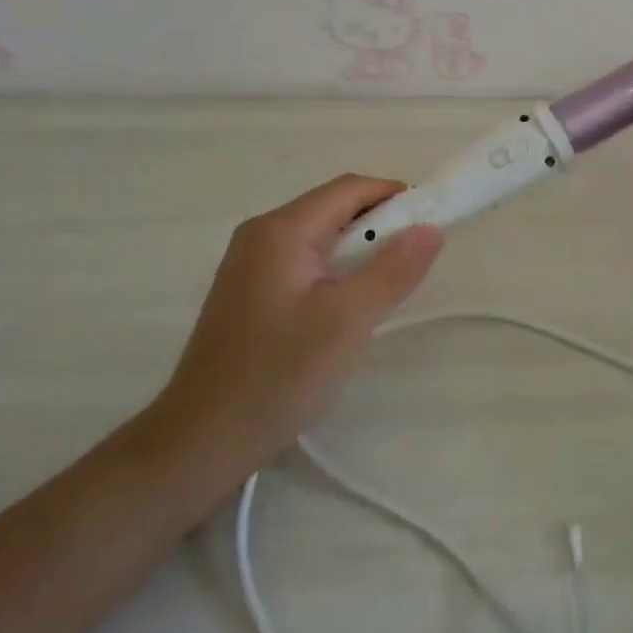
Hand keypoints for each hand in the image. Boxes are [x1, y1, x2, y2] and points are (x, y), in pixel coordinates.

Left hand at [142, 175, 442, 502]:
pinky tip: (349, 304)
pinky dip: (337, 268)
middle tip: (415, 260)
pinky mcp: (249, 291)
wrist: (200, 443)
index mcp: (281, 230)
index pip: (350, 189)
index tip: (433, 224)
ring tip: (388, 284)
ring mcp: (250, 263)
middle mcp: (261, 234)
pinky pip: (305, 260)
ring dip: (360, 248)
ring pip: (320, 236)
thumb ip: (393, 271)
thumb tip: (432, 228)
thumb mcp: (347, 322)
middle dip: (380, 224)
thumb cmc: (277, 377)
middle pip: (334, 208)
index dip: (396, 197)